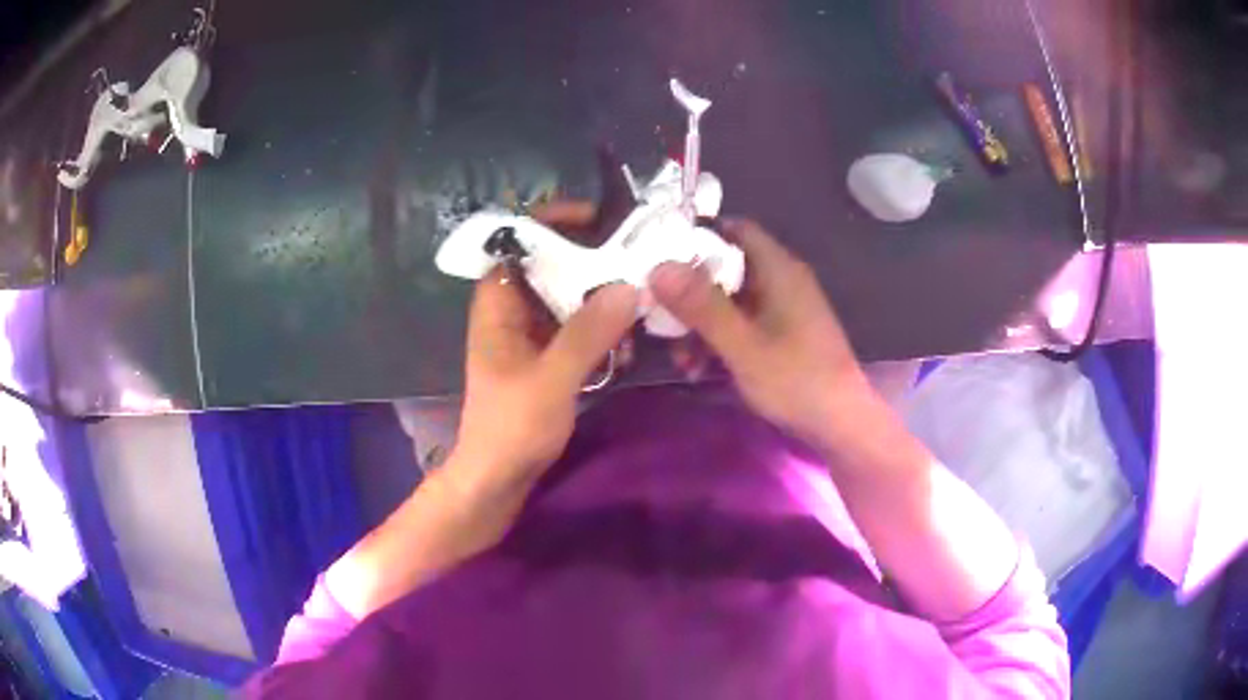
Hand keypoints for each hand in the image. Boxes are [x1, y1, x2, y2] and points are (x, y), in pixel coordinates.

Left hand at [451, 204, 638, 489]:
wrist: (496, 481)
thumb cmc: (512, 428)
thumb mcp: (551, 378)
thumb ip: (588, 332)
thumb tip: (627, 287)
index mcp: (497, 308)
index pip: (516, 245)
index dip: (548, 222)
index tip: (592, 217)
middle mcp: (511, 315)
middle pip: (549, 269)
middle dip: (590, 263)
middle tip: (633, 260)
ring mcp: (529, 340)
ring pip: (567, 302)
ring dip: (601, 303)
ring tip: (637, 307)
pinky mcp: (546, 363)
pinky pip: (575, 333)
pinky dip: (600, 334)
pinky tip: (626, 350)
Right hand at [649, 218, 870, 448]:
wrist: (840, 424)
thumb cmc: (796, 379)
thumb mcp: (742, 345)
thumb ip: (702, 306)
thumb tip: (658, 267)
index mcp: (779, 270)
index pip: (734, 230)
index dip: (697, 236)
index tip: (660, 254)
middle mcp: (781, 281)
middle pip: (727, 268)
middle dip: (690, 292)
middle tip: (658, 313)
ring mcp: (783, 309)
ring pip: (730, 301)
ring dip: (701, 323)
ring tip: (678, 357)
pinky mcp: (782, 335)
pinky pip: (742, 324)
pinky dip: (719, 339)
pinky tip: (699, 369)